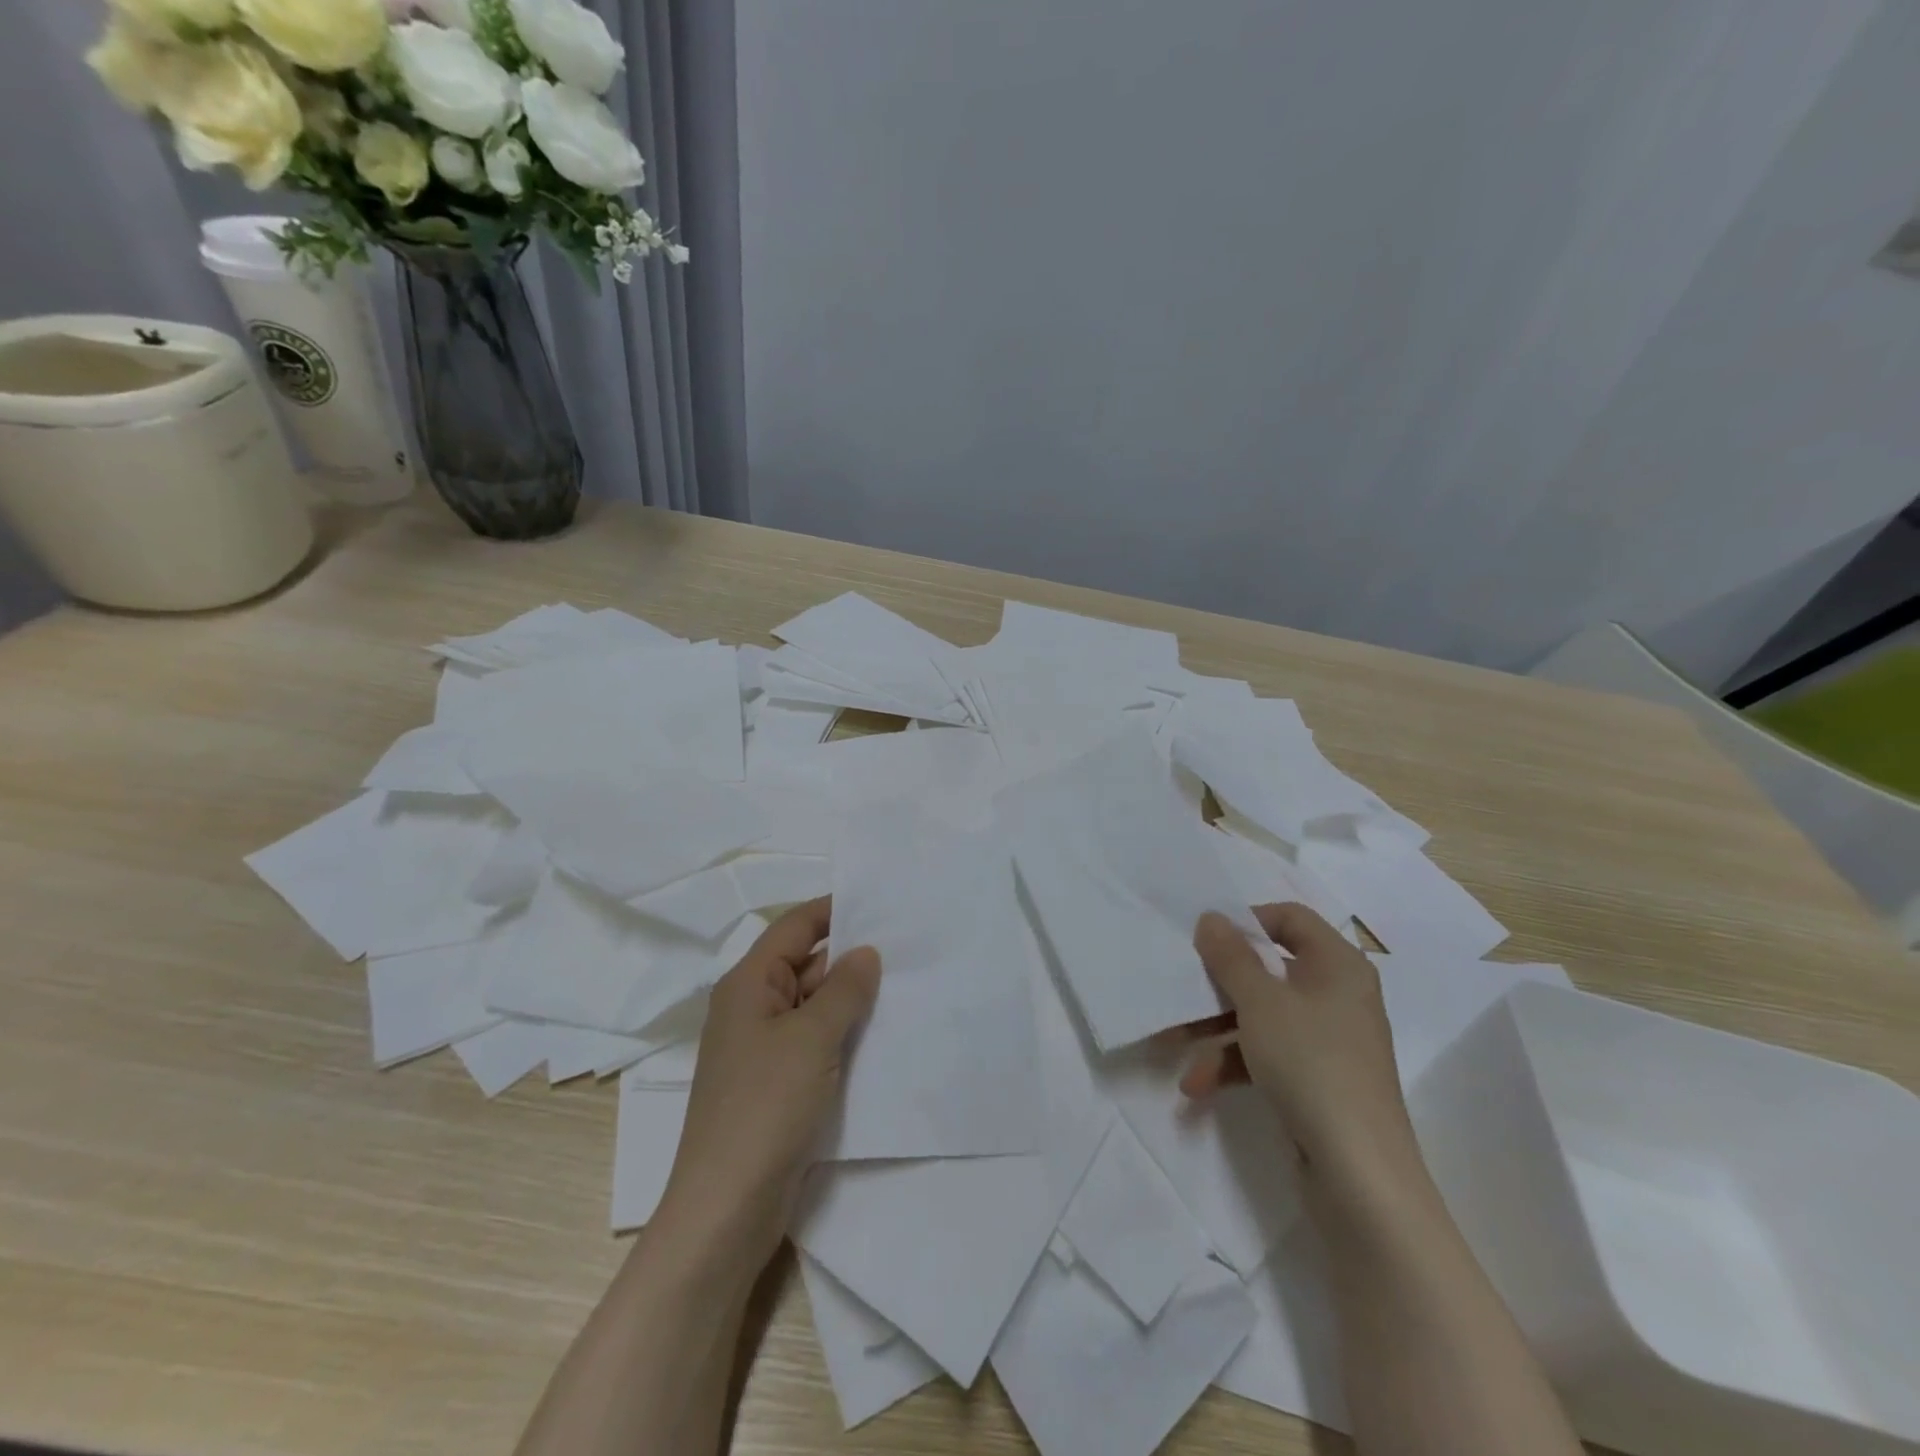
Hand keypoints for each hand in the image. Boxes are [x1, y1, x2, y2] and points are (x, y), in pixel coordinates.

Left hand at [655, 898, 880, 1266]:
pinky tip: (885, 1034)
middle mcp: (753, 1008)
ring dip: (853, 999)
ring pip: (815, 1006)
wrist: (727, 1209)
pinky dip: (846, 1034)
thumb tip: (866, 952)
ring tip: (909, 985)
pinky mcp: (779, 1083)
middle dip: (852, 957)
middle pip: (806, 965)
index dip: (834, 910)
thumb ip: (843, 989)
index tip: (881, 902)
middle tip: (909, 947)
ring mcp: (765, 1048)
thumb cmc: (765, 1107)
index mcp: (749, 984)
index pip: (795, 928)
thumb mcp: (811, 1038)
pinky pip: (817, 1042)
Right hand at [1183, 904, 1427, 1212]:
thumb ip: (1230, 956)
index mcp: (1337, 965)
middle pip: (1268, 969)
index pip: (1290, 918)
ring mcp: (1327, 1040)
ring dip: (1215, 1030)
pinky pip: (1267, 1054)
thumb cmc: (1311, 1065)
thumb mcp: (1260, 1002)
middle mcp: (1336, 995)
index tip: (1206, 940)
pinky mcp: (1316, 1079)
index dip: (1247, 921)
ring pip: (1261, 1015)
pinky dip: (1233, 1064)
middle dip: (1217, 985)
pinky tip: (1197, 1086)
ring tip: (1171, 1045)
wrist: (1359, 1175)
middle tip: (1179, 989)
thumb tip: (1211, 918)